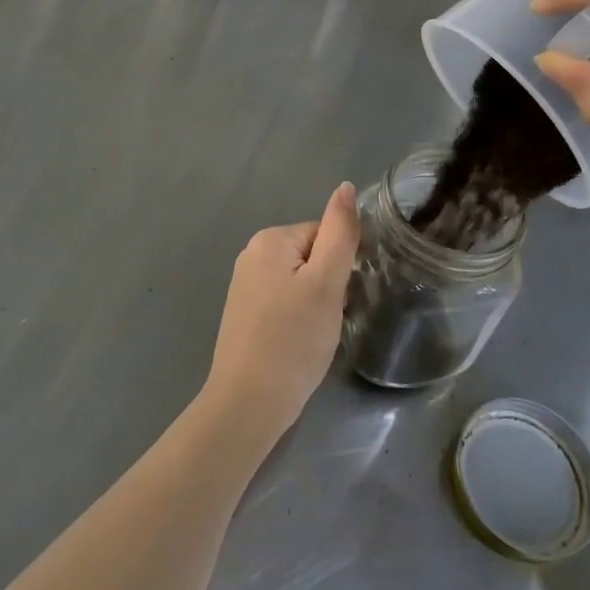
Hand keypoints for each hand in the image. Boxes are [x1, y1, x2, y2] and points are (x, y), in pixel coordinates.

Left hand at [203, 183, 360, 451]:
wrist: (248, 402)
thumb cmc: (293, 340)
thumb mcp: (326, 283)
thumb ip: (340, 232)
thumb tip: (345, 187)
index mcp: (270, 239)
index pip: (325, 236)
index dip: (339, 268)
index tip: (338, 299)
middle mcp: (252, 254)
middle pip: (311, 257)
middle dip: (327, 287)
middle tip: (326, 321)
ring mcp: (244, 285)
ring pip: (300, 283)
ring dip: (314, 305)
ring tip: (313, 336)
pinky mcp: (244, 313)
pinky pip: (284, 302)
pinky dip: (297, 320)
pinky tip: (296, 344)